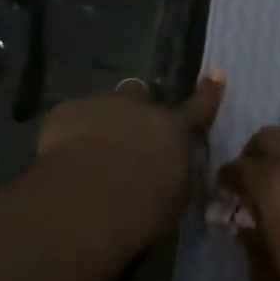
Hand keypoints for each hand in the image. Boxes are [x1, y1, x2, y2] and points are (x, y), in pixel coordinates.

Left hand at [38, 72, 224, 237]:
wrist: (91, 197)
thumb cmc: (145, 206)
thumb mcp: (175, 197)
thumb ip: (175, 175)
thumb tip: (171, 170)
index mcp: (173, 129)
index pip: (198, 108)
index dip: (208, 92)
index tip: (216, 74)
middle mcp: (139, 108)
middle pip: (139, 94)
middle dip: (134, 108)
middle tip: (126, 133)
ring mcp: (101, 104)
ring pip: (102, 106)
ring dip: (100, 123)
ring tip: (88, 154)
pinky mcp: (66, 111)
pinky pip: (70, 118)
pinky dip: (68, 134)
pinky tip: (63, 159)